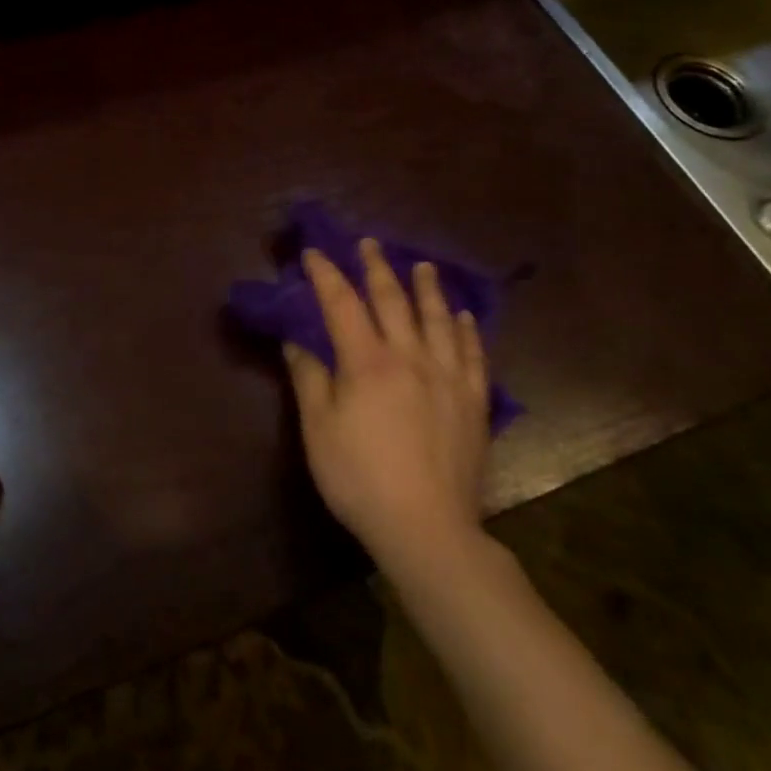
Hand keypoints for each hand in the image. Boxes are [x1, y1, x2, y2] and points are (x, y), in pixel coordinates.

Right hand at [283, 240, 491, 577]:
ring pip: (438, 319)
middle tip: (369, 242)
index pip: (341, 304)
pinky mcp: (474, 401)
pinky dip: (468, 330)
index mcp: (367, 361)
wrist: (427, 528)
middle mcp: (410, 357)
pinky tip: (465, 316)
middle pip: (392, 301)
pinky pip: (474, 354)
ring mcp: (447, 377)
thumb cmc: (360, 478)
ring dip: (427, 288)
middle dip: (377, 268)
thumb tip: (296, 342)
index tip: (314, 252)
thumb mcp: (318, 429)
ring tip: (423, 265)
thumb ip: (309, 379)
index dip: (326, 274)